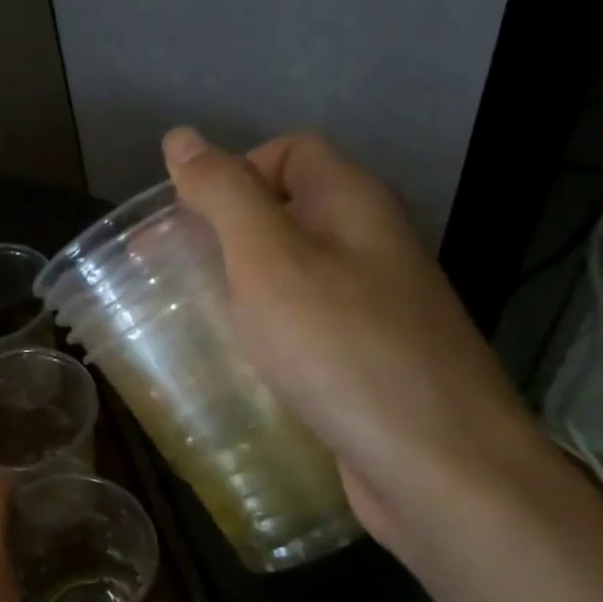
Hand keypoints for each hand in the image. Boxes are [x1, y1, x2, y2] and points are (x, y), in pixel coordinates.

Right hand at [161, 126, 547, 557]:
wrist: (437, 463)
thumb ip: (224, 196)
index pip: (290, 152)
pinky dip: (261, 333)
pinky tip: (231, 365)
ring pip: (291, 275)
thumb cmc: (342, 350)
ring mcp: (373, 307)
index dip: (232, 172)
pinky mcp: (365, 361)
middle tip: (165, 274)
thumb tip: (181, 138)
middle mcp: (370, 246)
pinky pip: (302, 327)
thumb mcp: (269, 260)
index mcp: (354, 205)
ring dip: (236, 287)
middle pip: (287, 213)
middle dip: (221, 234)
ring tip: (184, 320)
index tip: (180, 221)